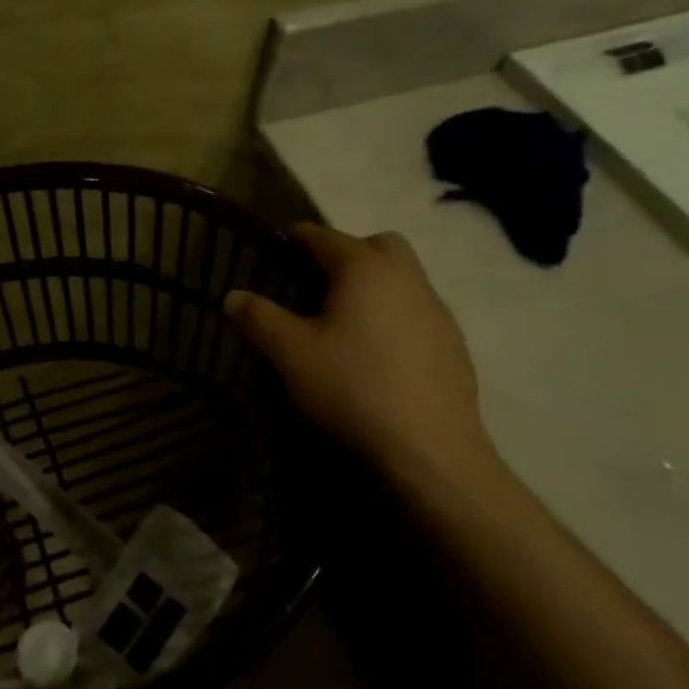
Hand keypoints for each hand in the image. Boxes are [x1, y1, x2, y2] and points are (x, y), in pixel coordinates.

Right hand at [225, 225, 496, 489]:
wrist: (431, 452)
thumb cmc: (352, 388)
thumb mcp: (290, 353)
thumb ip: (259, 318)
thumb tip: (233, 296)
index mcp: (365, 269)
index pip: (325, 236)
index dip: (297, 237)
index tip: (277, 247)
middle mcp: (407, 279)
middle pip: (379, 246)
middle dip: (348, 254)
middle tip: (317, 284)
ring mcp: (438, 313)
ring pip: (403, 280)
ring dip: (374, 287)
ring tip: (344, 323)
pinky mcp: (455, 347)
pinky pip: (418, 314)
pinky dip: (395, 318)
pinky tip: (377, 356)